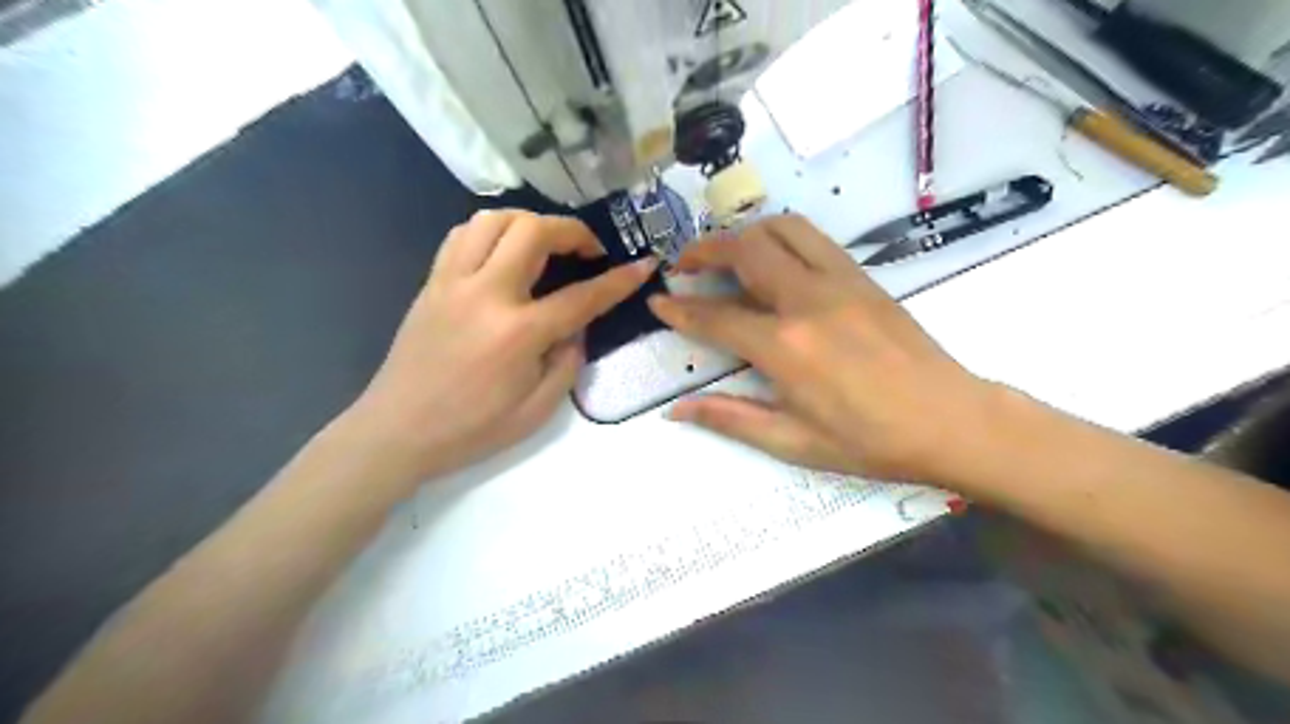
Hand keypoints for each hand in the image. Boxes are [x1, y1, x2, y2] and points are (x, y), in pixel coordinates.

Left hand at [348, 208, 657, 480]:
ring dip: (529, 222)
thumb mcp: (537, 411)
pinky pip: (462, 235)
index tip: (642, 265)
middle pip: (533, 231)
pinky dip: (492, 231)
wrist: (397, 431)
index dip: (619, 280)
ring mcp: (452, 282)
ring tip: (546, 244)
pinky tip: (504, 251)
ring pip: (493, 220)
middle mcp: (486, 294)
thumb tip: (575, 327)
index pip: (582, 296)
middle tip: (588, 250)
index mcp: (518, 333)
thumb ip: (568, 362)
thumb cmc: (472, 428)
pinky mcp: (432, 283)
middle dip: (572, 231)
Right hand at [656, 214, 996, 486]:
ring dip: (745, 233)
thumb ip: (730, 418)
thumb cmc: (870, 442)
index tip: (658, 302)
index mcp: (785, 348)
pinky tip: (774, 260)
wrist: (950, 420)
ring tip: (727, 253)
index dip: (680, 309)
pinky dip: (782, 237)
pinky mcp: (863, 276)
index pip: (716, 317)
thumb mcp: (793, 442)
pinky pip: (813, 239)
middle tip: (685, 266)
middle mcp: (807, 301)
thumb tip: (676, 410)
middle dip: (705, 251)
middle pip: (745, 251)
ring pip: (781, 229)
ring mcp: (839, 281)